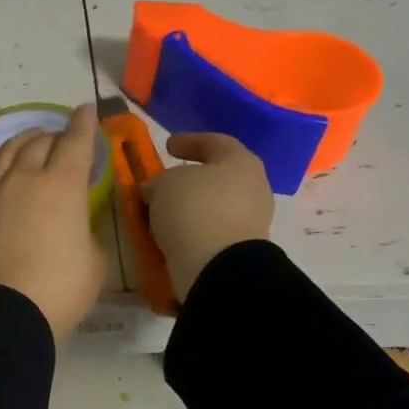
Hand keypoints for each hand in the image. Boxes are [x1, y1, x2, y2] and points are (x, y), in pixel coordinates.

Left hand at [0, 104, 106, 341]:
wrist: (4, 313)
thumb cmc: (61, 288)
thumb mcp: (93, 261)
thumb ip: (87, 233)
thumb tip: (74, 228)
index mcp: (62, 185)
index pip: (75, 142)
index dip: (84, 124)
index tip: (86, 110)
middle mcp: (27, 179)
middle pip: (40, 142)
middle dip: (55, 135)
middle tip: (63, 139)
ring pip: (8, 151)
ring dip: (23, 140)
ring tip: (31, 140)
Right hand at [143, 132, 273, 299]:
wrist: (218, 267)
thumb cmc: (194, 209)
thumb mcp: (164, 185)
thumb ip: (158, 181)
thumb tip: (155, 189)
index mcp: (241, 161)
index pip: (215, 142)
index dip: (189, 141)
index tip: (167, 146)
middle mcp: (253, 187)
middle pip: (217, 176)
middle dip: (189, 179)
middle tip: (163, 183)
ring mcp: (251, 221)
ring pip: (213, 206)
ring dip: (188, 208)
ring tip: (161, 213)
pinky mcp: (241, 249)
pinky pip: (211, 231)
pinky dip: (191, 230)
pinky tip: (170, 234)